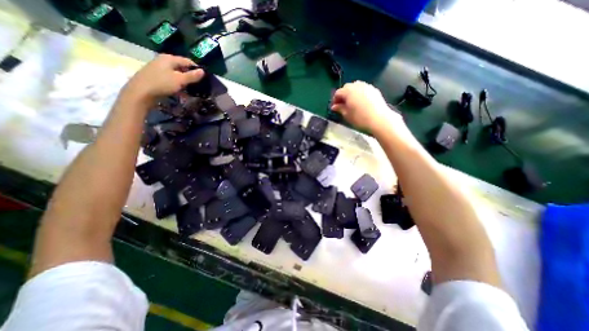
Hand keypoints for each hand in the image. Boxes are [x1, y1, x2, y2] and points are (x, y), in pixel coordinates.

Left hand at [119, 55, 205, 106]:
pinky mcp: (156, 77)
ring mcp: (158, 69)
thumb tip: (203, 71)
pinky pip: (170, 80)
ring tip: (190, 92)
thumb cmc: (162, 84)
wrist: (140, 93)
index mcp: (169, 58)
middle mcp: (163, 61)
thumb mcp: (180, 80)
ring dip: (184, 83)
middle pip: (181, 68)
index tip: (203, 79)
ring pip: (176, 75)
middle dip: (190, 77)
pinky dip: (177, 86)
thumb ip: (192, 76)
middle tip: (198, 87)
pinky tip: (180, 93)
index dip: (196, 69)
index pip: (187, 61)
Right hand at [331, 81, 405, 133]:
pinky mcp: (374, 90)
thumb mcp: (347, 115)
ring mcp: (366, 86)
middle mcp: (357, 86)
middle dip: (343, 95)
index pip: (338, 92)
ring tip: (351, 103)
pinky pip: (363, 89)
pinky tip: (360, 102)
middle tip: (342, 104)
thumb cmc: (360, 118)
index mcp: (348, 91)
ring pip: (355, 86)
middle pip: (346, 87)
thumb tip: (334, 106)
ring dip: (351, 93)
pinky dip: (359, 93)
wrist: (379, 119)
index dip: (335, 100)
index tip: (334, 107)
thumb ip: (339, 109)